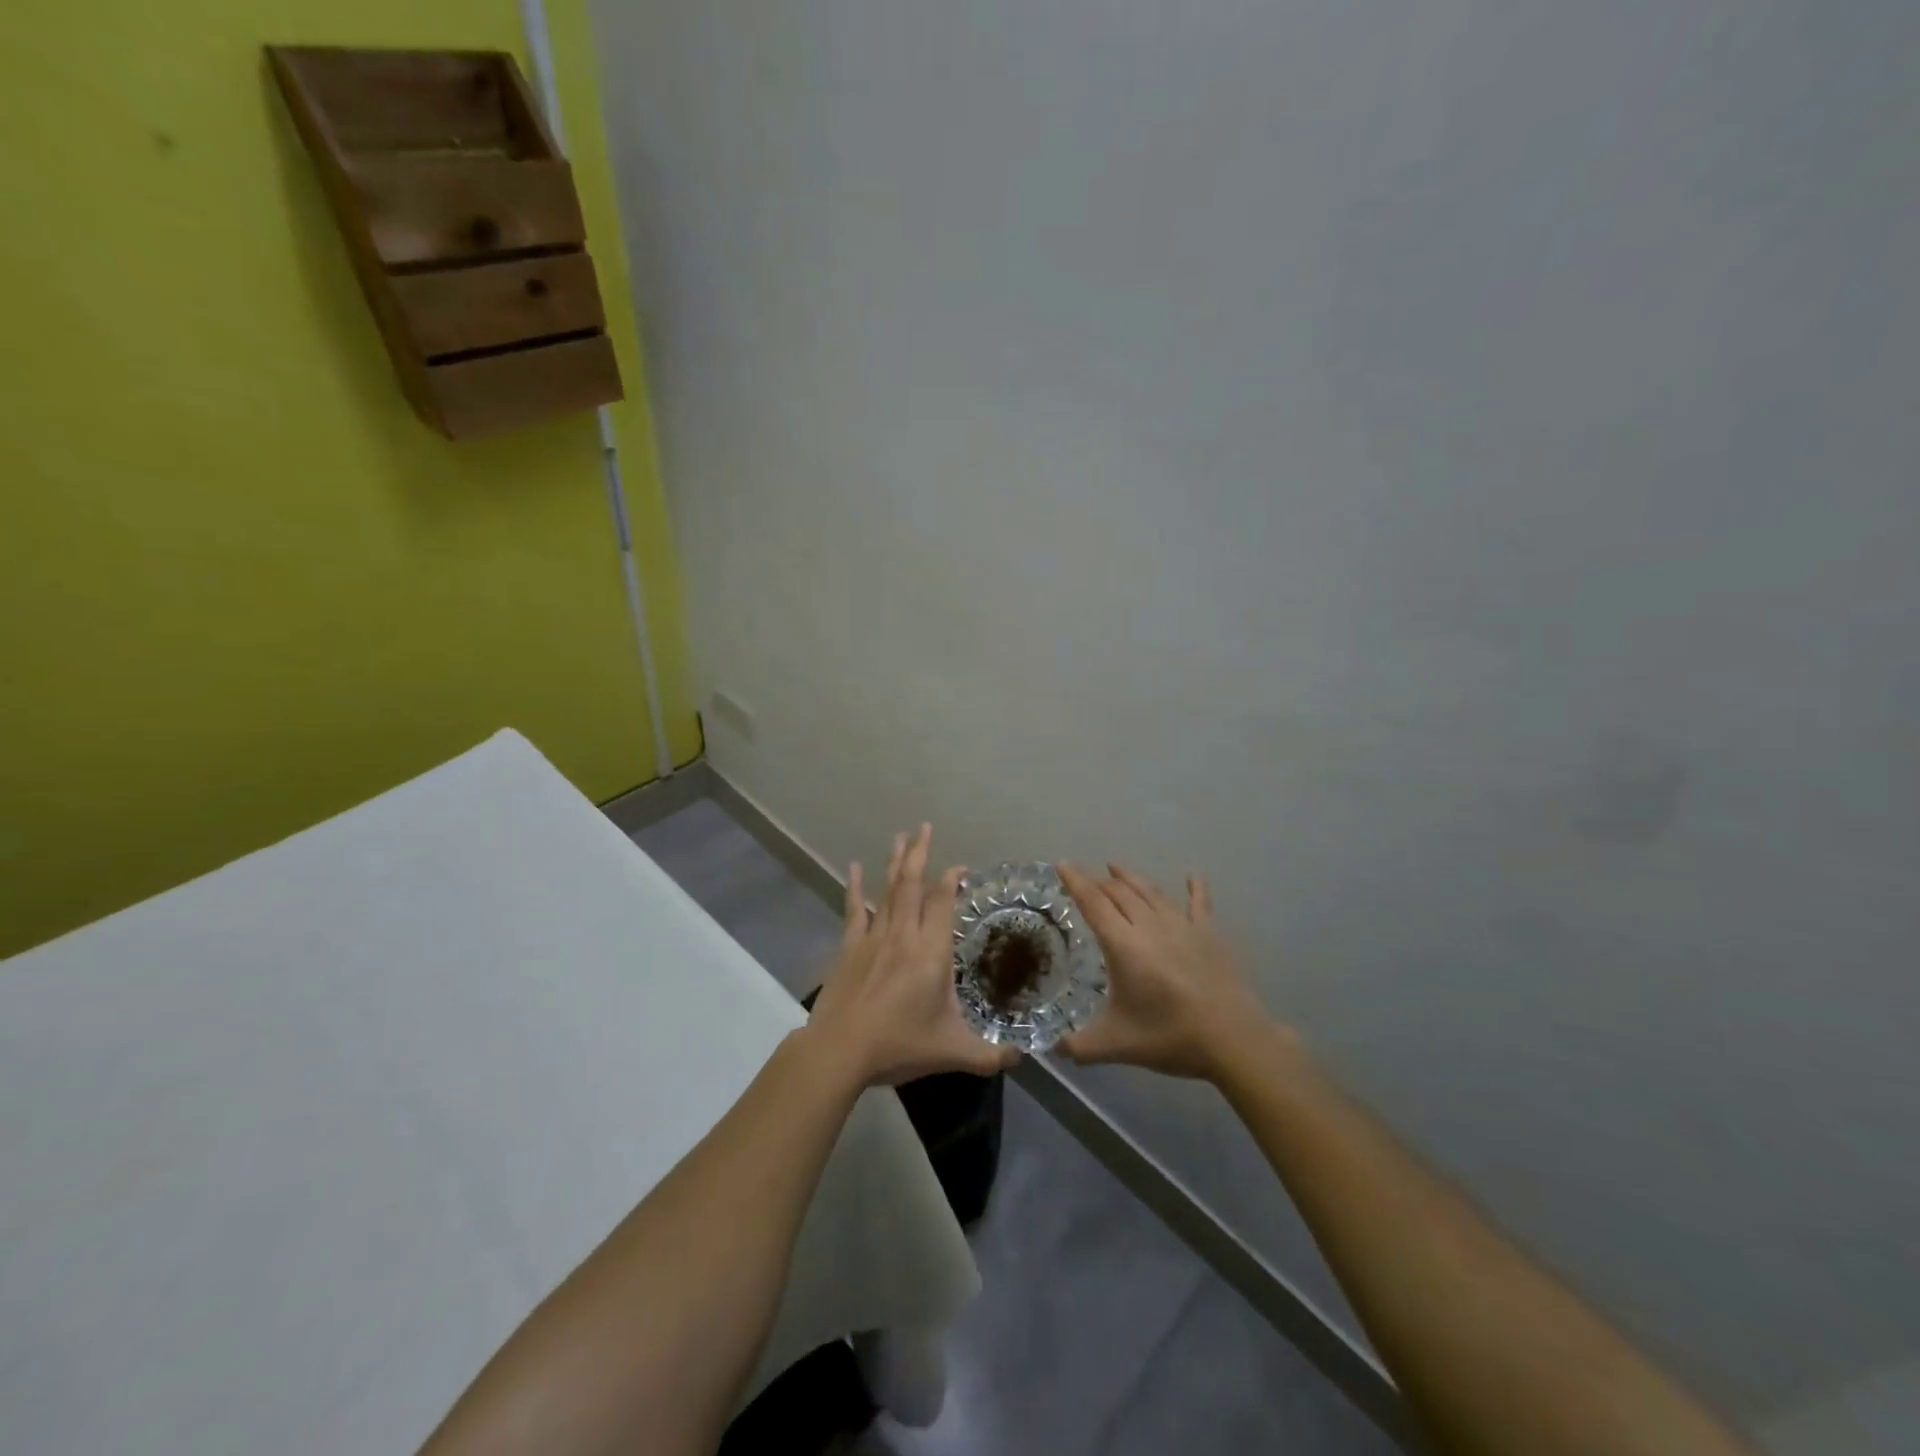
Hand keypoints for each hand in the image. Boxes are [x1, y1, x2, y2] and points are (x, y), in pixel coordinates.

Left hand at [805, 824, 1021, 1086]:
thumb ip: (990, 1055)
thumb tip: (1023, 1056)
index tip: (960, 868)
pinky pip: (854, 909)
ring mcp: (873, 938)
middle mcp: (903, 935)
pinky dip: (854, 887)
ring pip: (887, 890)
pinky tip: (853, 868)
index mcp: (931, 953)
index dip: (951, 880)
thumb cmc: (898, 1046)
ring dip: (895, 862)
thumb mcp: (953, 1052)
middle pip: (913, 884)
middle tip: (924, 827)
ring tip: (901, 837)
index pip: (943, 902)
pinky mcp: (849, 947)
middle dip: (920, 854)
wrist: (840, 1051)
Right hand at [1058, 862, 1288, 1081]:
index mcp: (1123, 945)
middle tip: (1085, 879)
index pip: (1093, 903)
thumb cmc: (1170, 1037)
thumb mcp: (1116, 1045)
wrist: (1233, 1040)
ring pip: (1151, 892)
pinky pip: (1199, 903)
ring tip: (1116, 868)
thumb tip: (1052, 1051)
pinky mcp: (1209, 933)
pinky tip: (1193, 874)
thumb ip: (1079, 1046)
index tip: (1063, 864)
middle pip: (1119, 893)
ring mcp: (1182, 926)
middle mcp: (1150, 925)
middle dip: (1099, 882)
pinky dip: (1195, 887)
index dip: (1076, 882)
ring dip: (1131, 878)